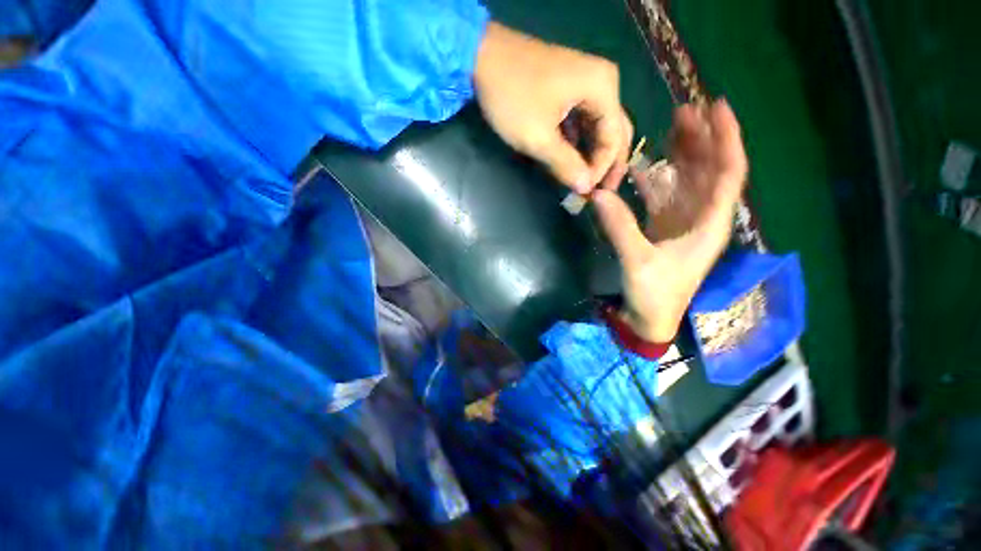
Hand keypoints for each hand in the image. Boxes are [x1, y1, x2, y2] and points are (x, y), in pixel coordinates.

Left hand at [474, 23, 632, 193]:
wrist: (480, 58)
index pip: (614, 139)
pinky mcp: (567, 90)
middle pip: (612, 131)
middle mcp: (602, 83)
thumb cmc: (512, 98)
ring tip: (581, 182)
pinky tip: (568, 162)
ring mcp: (585, 84)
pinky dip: (575, 144)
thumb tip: (585, 188)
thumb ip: (566, 165)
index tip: (585, 193)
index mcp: (603, 89)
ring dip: (589, 156)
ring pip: (596, 128)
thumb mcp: (539, 138)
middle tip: (597, 192)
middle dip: (605, 164)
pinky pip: (580, 122)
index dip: (601, 170)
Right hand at [592, 100, 747, 341]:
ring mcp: (681, 222)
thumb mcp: (639, 261)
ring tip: (668, 128)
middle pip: (707, 170)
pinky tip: (642, 166)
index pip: (728, 172)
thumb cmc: (655, 295)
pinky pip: (663, 196)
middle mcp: (701, 217)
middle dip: (700, 139)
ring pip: (686, 180)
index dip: (726, 138)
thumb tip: (597, 194)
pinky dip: (654, 180)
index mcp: (709, 224)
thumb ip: (619, 227)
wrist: (650, 318)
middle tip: (684, 110)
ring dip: (679, 155)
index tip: (716, 107)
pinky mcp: (663, 228)